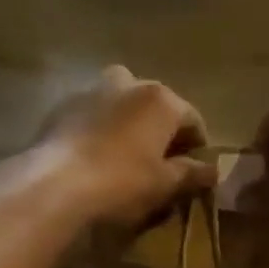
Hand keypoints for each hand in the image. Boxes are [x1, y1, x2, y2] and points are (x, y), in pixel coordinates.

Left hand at [39, 67, 217, 225]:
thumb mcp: (164, 184)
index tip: (194, 171)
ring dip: (129, 124)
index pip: (192, 119)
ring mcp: (92, 90)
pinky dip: (101, 129)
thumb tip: (213, 171)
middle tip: (160, 163)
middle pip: (155, 105)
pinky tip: (96, 157)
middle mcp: (129, 83)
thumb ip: (191, 173)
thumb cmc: (122, 182)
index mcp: (161, 99)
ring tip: (126, 156)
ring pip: (121, 104)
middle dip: (161, 130)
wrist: (55, 184)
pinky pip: (93, 115)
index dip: (197, 146)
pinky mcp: (62, 106)